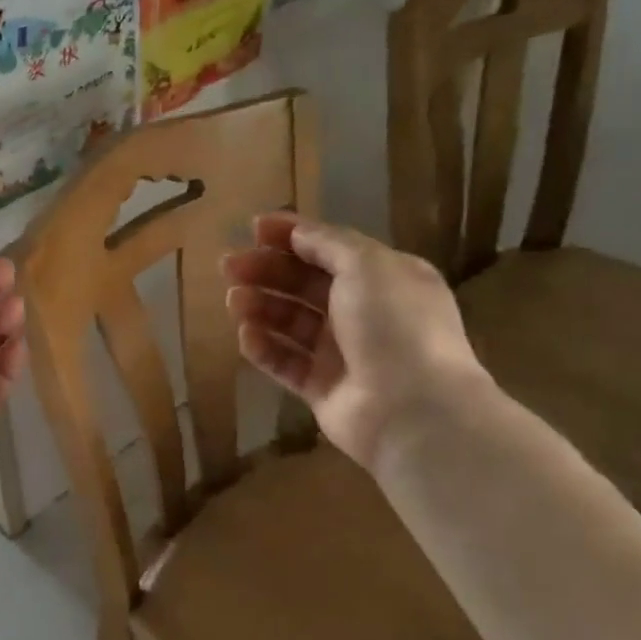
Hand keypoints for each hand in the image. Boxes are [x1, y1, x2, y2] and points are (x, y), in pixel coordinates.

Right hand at [222, 215, 489, 470]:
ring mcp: (343, 353)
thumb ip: (328, 244)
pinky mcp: (322, 388)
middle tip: (228, 266)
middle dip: (266, 271)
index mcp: (384, 279)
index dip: (292, 236)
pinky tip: (246, 335)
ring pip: (290, 322)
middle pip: (304, 284)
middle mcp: (364, 313)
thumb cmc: (394, 326)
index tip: (253, 228)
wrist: (413, 411)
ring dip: (260, 306)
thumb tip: (297, 233)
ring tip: (233, 301)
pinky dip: (264, 347)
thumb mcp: (367, 266)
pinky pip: (285, 362)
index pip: (330, 249)